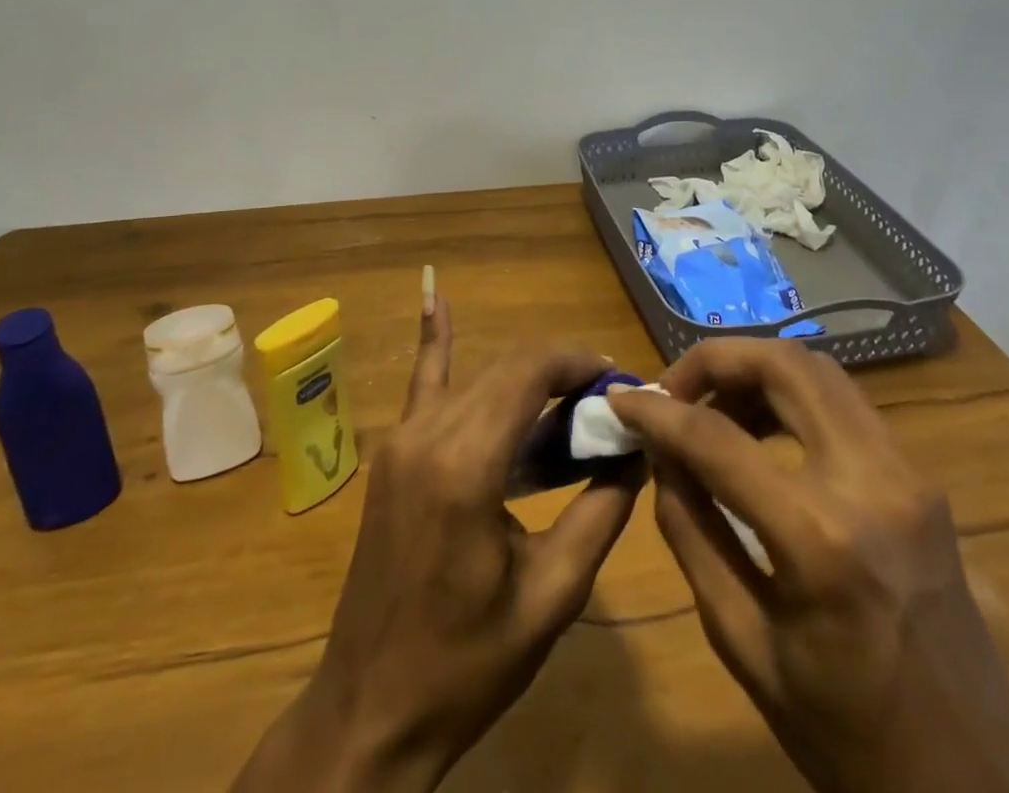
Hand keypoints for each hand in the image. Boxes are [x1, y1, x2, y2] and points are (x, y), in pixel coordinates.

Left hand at [232, 291, 641, 792]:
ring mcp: (402, 438)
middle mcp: (428, 432)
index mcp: (466, 462)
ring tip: (573, 398)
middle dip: (562, 372)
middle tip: (608, 402)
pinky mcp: (393, 453)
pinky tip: (435, 297)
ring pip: (477, 378)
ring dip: (525, 378)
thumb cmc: (467, 664)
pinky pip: (423, 385)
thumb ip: (601, 511)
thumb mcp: (553, 595)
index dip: (580, 363)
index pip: (532, 371)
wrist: (371, 711)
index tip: (621, 382)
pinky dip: (435, 341)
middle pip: (507, 369)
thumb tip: (638, 449)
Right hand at [610, 339, 1008, 792]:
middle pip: (782, 364)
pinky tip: (760, 430)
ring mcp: (907, 472)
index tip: (621, 399)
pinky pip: (843, 402)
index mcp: (821, 539)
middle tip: (672, 391)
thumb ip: (691, 531)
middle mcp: (872, 481)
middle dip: (714, 360)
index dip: (657, 411)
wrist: (975, 788)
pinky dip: (790, 394)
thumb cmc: (847, 736)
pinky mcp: (920, 477)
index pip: (717, 438)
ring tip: (712, 409)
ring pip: (818, 369)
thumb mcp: (742, 642)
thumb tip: (659, 452)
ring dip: (754, 371)